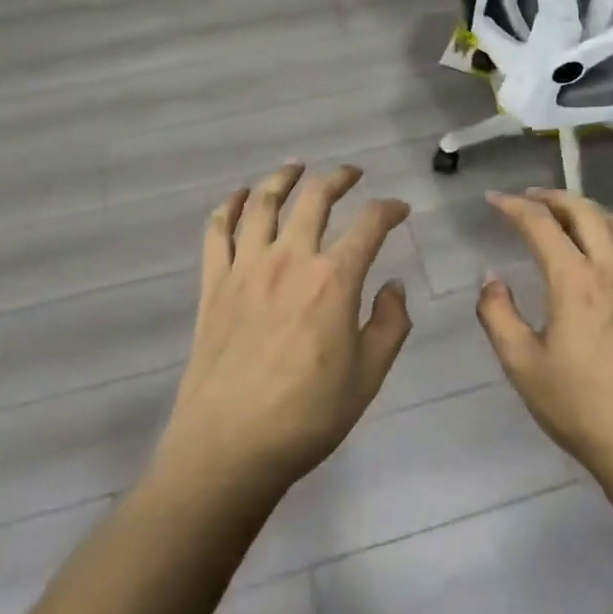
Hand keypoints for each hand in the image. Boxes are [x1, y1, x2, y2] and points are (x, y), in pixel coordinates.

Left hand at [153, 162, 412, 506]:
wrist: (230, 446)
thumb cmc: (307, 416)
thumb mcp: (368, 376)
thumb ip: (390, 324)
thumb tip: (395, 286)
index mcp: (334, 279)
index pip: (369, 224)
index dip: (389, 209)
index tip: (399, 209)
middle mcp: (291, 258)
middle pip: (315, 198)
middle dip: (338, 178)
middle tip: (351, 173)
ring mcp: (247, 267)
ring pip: (264, 203)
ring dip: (283, 178)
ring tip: (296, 167)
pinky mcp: (213, 283)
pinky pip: (218, 231)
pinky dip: (229, 206)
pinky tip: (240, 195)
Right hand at [477, 189, 612, 488]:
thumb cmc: (579, 407)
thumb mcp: (521, 364)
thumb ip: (497, 314)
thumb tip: (491, 278)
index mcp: (574, 282)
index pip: (540, 224)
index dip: (513, 206)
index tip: (493, 200)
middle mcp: (611, 269)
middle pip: (583, 211)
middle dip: (551, 197)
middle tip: (527, 198)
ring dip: (584, 209)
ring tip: (563, 214)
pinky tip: (612, 240)